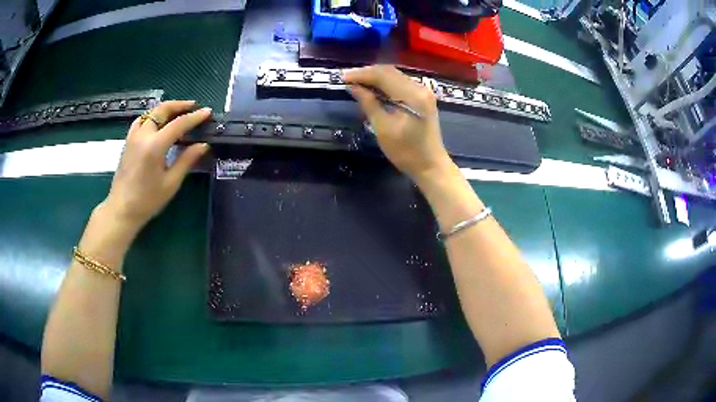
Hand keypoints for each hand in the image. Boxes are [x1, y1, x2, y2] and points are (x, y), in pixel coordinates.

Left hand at [103, 100, 210, 232]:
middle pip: (162, 110)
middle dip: (180, 105)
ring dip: (166, 109)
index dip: (194, 117)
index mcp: (154, 146)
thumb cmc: (147, 201)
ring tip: (178, 112)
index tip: (207, 112)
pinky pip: (141, 120)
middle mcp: (143, 136)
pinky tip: (157, 122)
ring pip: (151, 113)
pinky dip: (152, 116)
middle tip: (193, 107)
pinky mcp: (128, 141)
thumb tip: (203, 145)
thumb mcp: (170, 183)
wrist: (122, 210)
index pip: (178, 124)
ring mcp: (133, 137)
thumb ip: (186, 160)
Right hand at [342, 65, 452, 181]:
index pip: (383, 75)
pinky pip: (400, 83)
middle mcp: (419, 88)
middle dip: (367, 73)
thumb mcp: (383, 128)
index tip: (342, 77)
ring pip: (394, 75)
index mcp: (412, 95)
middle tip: (347, 78)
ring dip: (375, 76)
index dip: (361, 74)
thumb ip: (369, 104)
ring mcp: (423, 91)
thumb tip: (353, 87)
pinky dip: (384, 83)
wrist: (431, 165)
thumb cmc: (406, 152)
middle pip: (389, 71)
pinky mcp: (422, 97)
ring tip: (356, 82)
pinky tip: (372, 88)